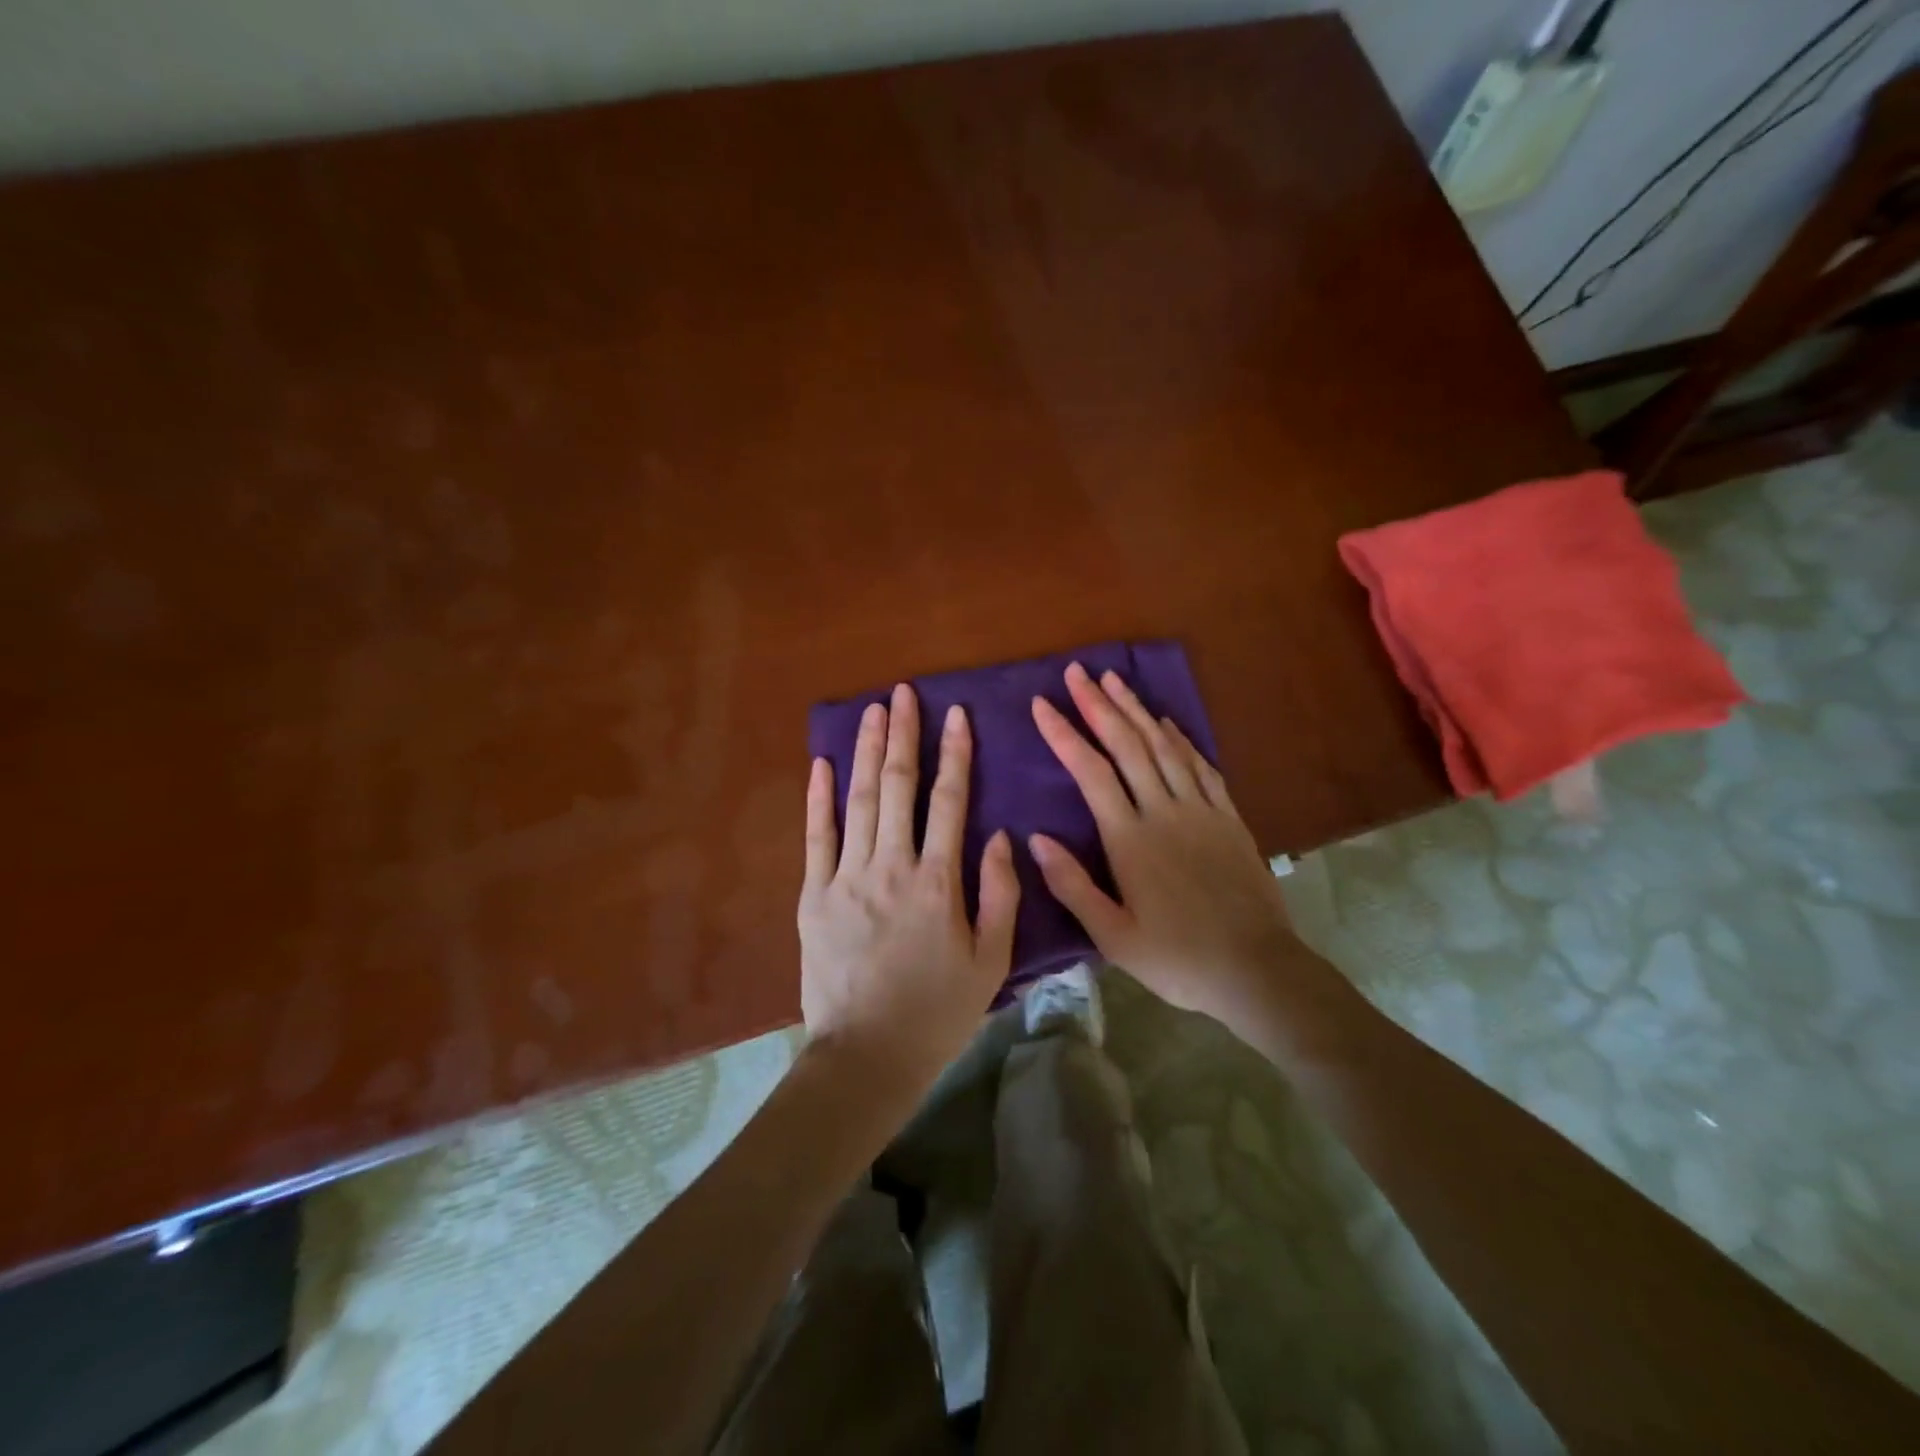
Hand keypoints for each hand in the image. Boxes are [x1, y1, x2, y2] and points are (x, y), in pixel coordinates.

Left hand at [799, 683, 1019, 1096]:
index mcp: (937, 881)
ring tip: (872, 711)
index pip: (950, 801)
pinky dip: (818, 797)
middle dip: (903, 735)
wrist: (867, 1055)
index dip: (955, 754)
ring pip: (858, 800)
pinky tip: (822, 762)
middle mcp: (891, 866)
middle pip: (898, 786)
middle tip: (904, 694)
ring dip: (865, 750)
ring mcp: (846, 877)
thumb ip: (999, 893)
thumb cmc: (937, 1010)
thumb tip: (998, 834)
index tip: (956, 715)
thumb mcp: (990, 960)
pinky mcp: (813, 895)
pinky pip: (816, 836)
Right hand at [1028, 663, 1299, 1029]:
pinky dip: (1180, 738)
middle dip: (1099, 704)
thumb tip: (1035, 839)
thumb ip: (1073, 885)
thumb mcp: (1113, 936)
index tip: (1041, 704)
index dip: (1064, 734)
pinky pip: (1201, 765)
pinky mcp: (1229, 818)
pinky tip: (1166, 721)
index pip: (1090, 772)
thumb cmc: (1176, 958)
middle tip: (1077, 672)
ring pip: (1164, 746)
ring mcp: (1201, 810)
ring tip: (1115, 679)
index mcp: (1130, 839)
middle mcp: (1164, 812)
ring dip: (1136, 709)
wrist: (1256, 969)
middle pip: (1128, 745)